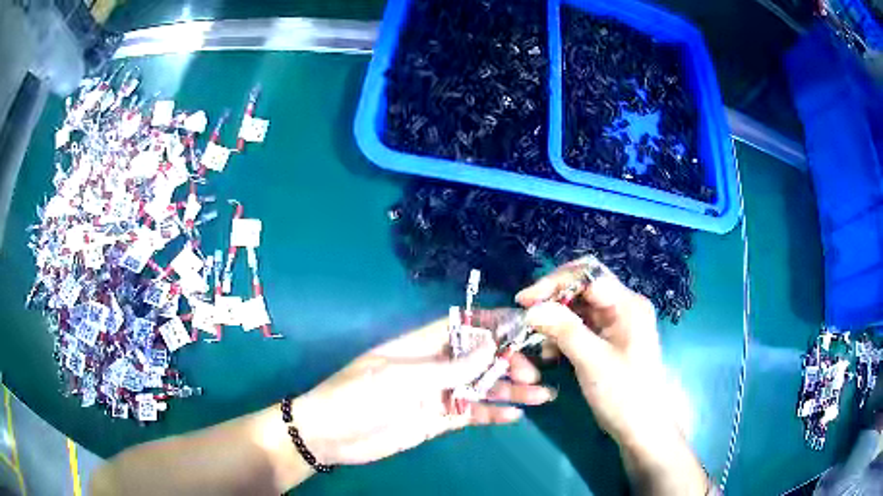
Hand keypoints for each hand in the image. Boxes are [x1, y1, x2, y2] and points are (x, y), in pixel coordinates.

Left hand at [288, 318, 554, 465]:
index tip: (527, 326)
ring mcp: (438, 394)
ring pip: (482, 387)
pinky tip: (515, 416)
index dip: (494, 323)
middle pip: (480, 358)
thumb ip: (449, 366)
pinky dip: (493, 414)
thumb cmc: (358, 396)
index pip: (465, 325)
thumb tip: (491, 344)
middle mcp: (434, 366)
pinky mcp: (438, 420)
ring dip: (511, 390)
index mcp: (421, 345)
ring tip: (542, 396)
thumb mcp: (402, 379)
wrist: (330, 435)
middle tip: (533, 374)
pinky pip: (471, 413)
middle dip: (510, 362)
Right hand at [517, 258, 708, 494]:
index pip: (588, 275)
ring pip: (578, 308)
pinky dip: (562, 335)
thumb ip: (564, 330)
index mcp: (627, 304)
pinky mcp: (607, 339)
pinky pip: (580, 326)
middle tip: (527, 317)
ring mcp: (615, 323)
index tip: (524, 301)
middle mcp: (622, 306)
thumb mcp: (593, 361)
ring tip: (539, 344)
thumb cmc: (624, 394)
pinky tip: (551, 354)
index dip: (554, 283)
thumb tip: (531, 308)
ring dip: (555, 321)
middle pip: (582, 288)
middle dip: (552, 301)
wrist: (641, 426)